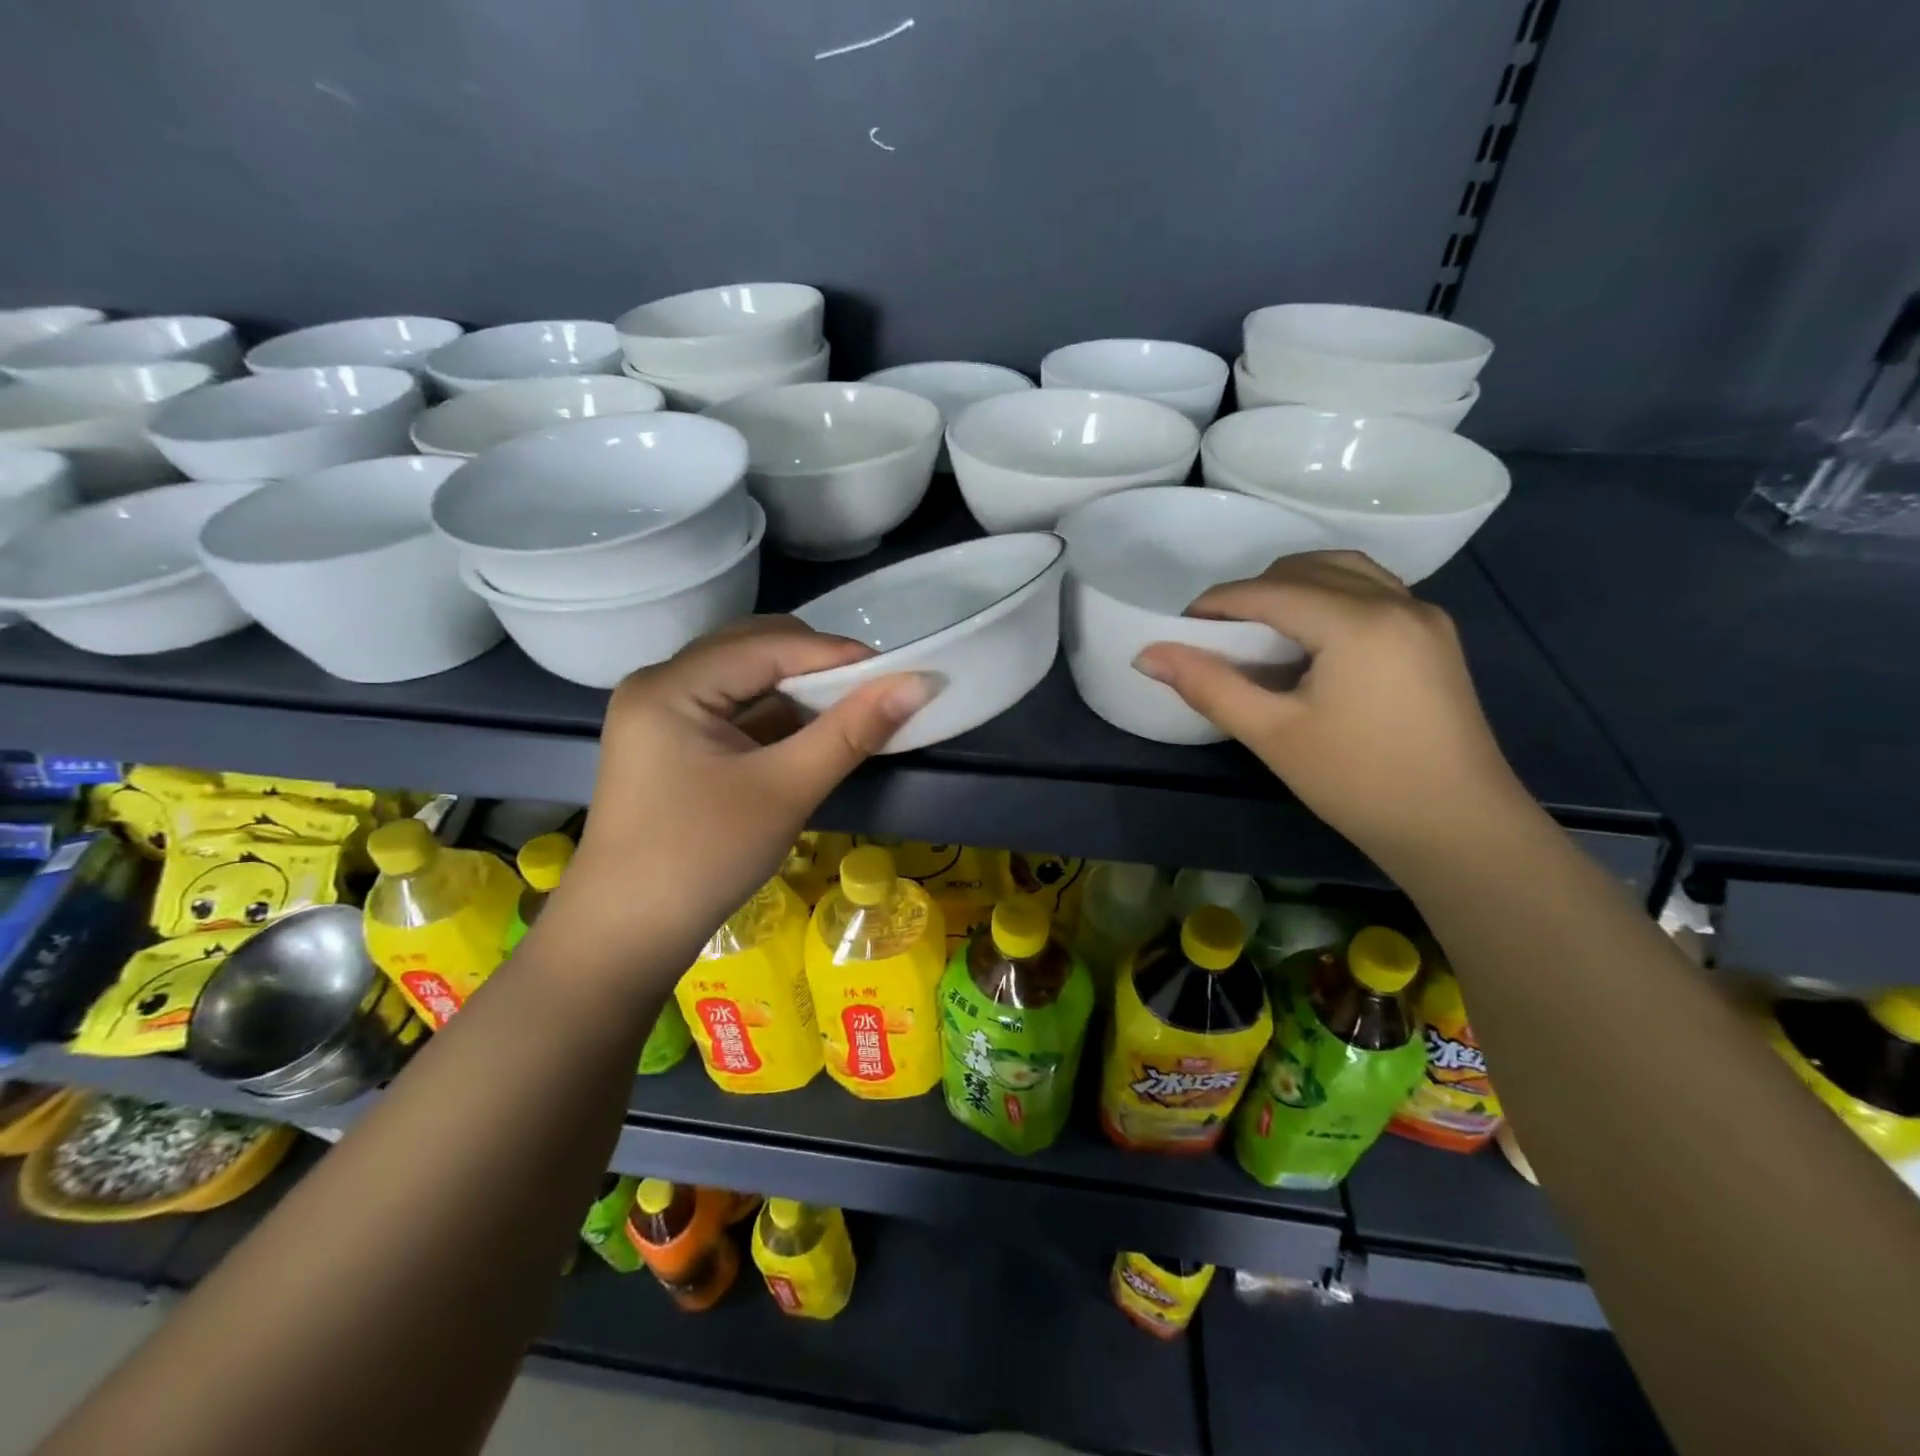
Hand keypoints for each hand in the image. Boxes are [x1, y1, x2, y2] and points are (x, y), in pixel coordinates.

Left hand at [564, 618, 931, 952]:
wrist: (626, 939)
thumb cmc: (702, 859)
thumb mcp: (785, 791)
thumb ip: (852, 731)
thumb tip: (919, 683)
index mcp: (671, 686)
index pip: (767, 645)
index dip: (837, 653)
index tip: (900, 671)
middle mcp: (661, 685)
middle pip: (752, 649)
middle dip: (817, 666)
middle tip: (874, 692)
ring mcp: (663, 715)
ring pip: (745, 679)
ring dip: (799, 690)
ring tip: (853, 710)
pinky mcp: (673, 744)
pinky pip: (735, 710)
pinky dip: (778, 716)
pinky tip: (815, 732)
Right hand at [1133, 552, 1531, 871]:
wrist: (1458, 828)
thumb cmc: (1358, 782)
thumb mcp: (1272, 734)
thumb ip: (1208, 685)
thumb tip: (1147, 655)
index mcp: (1357, 621)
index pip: (1268, 591)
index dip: (1217, 604)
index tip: (1181, 630)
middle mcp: (1396, 601)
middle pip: (1306, 568)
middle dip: (1253, 592)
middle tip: (1218, 635)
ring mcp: (1423, 615)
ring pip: (1344, 571)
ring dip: (1293, 586)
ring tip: (1261, 629)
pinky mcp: (1435, 636)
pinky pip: (1372, 590)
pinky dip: (1330, 596)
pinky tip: (1311, 637)